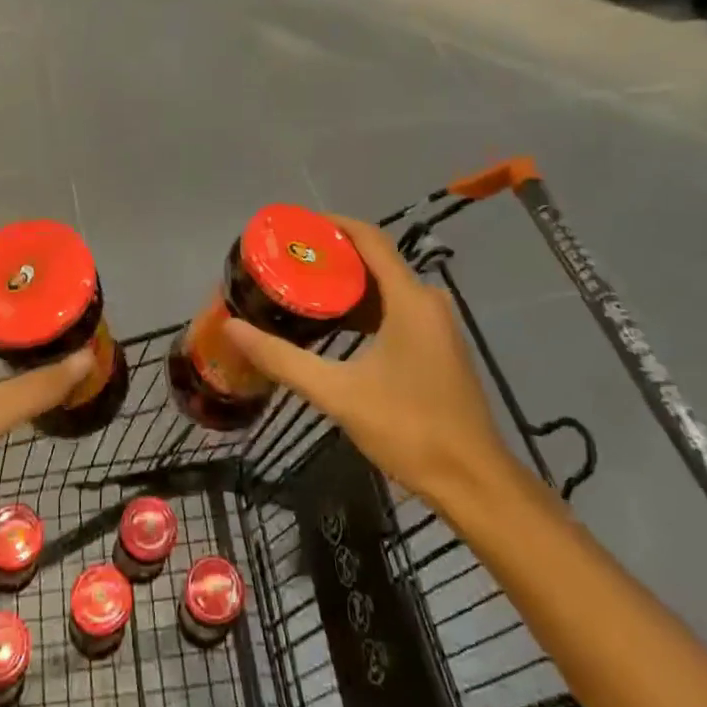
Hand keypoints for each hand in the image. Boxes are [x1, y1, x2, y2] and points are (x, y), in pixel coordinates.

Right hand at [221, 215, 520, 507]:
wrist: (473, 482)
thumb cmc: (409, 429)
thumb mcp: (338, 393)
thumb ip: (283, 359)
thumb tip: (234, 328)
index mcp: (410, 300)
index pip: (370, 239)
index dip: (334, 225)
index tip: (297, 225)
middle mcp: (428, 302)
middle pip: (376, 261)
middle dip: (333, 257)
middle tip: (289, 261)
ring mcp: (437, 326)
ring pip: (386, 288)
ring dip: (348, 285)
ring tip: (303, 287)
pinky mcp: (438, 347)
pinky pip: (396, 309)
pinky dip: (364, 309)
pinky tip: (334, 325)